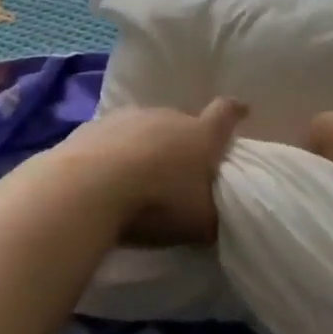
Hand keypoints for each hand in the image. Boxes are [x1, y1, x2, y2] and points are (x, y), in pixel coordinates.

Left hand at [53, 98, 248, 247]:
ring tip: (139, 174)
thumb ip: (212, 217)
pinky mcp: (93, 125)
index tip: (242, 110)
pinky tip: (106, 176)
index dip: (234, 112)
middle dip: (182, 141)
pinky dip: (113, 151)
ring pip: (144, 127)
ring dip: (146, 145)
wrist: (90, 186)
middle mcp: (167, 116)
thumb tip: (214, 219)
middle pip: (181, 122)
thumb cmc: (157, 203)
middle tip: (179, 167)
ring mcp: (127, 117)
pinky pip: (111, 137)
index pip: (225, 115)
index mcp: (200, 135)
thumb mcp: (199, 223)